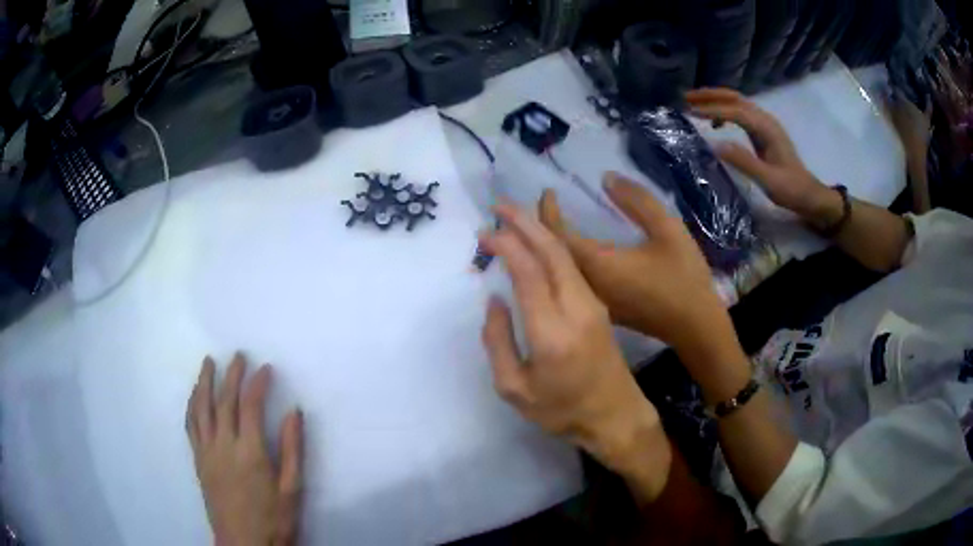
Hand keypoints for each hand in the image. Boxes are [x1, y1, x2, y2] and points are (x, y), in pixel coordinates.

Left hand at [187, 354, 303, 545]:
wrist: (244, 544)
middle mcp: (223, 445)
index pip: (250, 406)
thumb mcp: (292, 488)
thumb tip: (294, 412)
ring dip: (204, 382)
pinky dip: (192, 406)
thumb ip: (292, 449)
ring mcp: (206, 452)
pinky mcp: (198, 460)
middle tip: (238, 355)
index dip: (257, 383)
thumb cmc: (274, 519)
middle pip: (224, 401)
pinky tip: (194, 396)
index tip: (265, 367)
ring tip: (208, 362)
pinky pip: (190, 426)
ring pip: (201, 408)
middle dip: (231, 374)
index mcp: (250, 452)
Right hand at [480, 201, 670, 498]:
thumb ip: (498, 341)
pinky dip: (553, 248)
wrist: (616, 417)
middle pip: (552, 252)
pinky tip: (538, 243)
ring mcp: (593, 305)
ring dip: (540, 230)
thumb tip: (495, 299)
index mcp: (553, 332)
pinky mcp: (600, 307)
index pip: (528, 272)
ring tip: (515, 216)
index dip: (506, 245)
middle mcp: (577, 309)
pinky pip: (573, 268)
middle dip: (525, 222)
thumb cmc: (561, 411)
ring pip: (566, 256)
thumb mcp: (515, 389)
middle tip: (499, 205)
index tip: (485, 232)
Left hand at [538, 173, 736, 364]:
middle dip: (533, 230)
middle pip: (547, 256)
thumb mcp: (668, 230)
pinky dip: (560, 263)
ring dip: (543, 248)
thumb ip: (637, 201)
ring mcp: (590, 301)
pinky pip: (569, 283)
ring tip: (536, 226)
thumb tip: (605, 179)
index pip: (556, 235)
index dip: (545, 212)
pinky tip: (563, 254)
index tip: (547, 192)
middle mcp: (585, 285)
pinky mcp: (600, 310)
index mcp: (597, 264)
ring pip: (556, 271)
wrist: (695, 328)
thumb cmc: (684, 278)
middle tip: (528, 208)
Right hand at [686, 88, 838, 223]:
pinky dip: (725, 111)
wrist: (809, 195)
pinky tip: (716, 123)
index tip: (691, 112)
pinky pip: (741, 113)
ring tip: (695, 105)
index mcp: (767, 128)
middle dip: (711, 95)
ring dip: (716, 100)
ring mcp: (765, 125)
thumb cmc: (790, 189)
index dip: (713, 110)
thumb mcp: (768, 180)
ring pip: (737, 103)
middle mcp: (765, 120)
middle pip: (735, 98)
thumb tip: (716, 145)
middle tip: (686, 97)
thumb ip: (744, 162)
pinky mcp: (763, 132)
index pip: (736, 111)